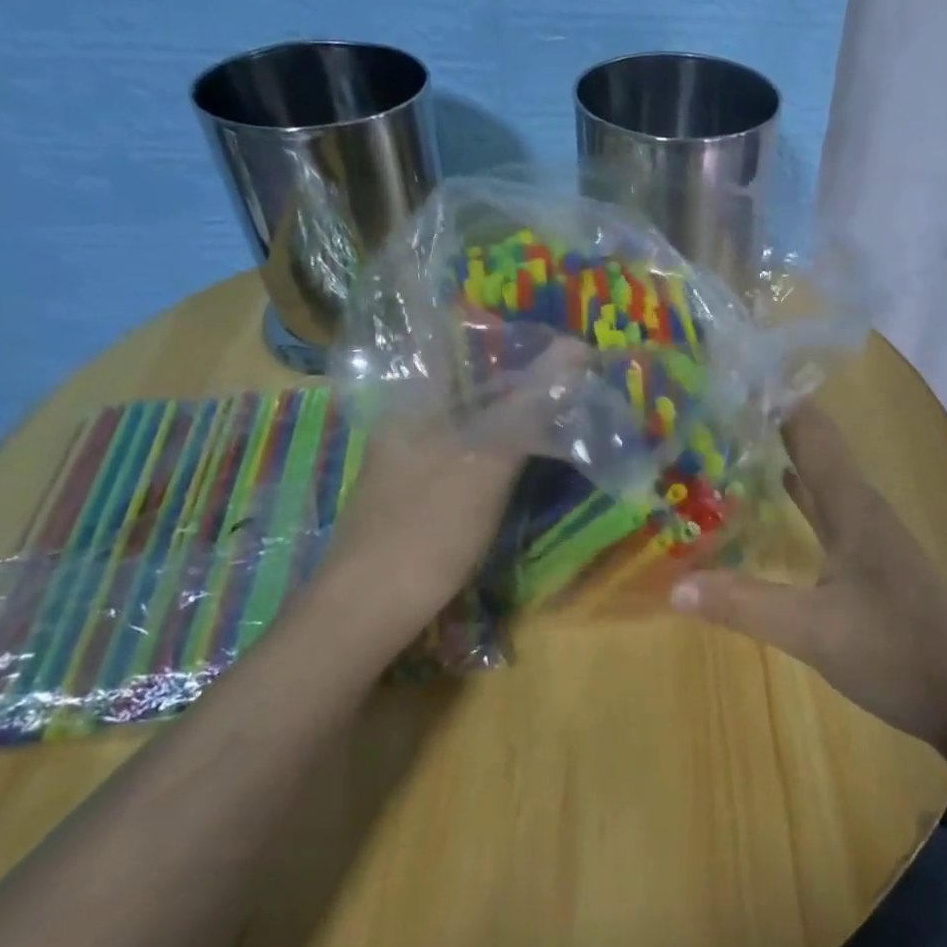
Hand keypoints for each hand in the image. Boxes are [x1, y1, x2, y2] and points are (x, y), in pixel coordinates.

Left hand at [313, 344, 585, 651]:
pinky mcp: (421, 492)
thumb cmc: (428, 527)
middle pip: (472, 381)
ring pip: (473, 419)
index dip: (511, 337)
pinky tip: (528, 459)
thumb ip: (530, 405)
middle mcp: (410, 420)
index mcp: (415, 400)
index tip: (558, 346)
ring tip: (562, 412)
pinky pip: (469, 451)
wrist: (368, 610)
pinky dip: (502, 447)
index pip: (461, 343)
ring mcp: (413, 458)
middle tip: (574, 382)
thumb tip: (578, 348)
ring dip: (516, 413)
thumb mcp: (487, 462)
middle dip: (524, 378)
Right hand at [670, 404, 946, 748]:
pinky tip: (780, 502)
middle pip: (815, 451)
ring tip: (734, 446)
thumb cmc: (897, 651)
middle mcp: (864, 509)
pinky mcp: (876, 563)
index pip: (812, 432)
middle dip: (771, 428)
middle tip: (716, 411)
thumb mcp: (812, 631)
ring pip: (822, 483)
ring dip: (784, 463)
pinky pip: (828, 515)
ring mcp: (873, 537)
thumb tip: (674, 584)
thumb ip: (744, 604)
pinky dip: (800, 502)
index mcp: (853, 506)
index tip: (734, 376)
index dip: (779, 400)